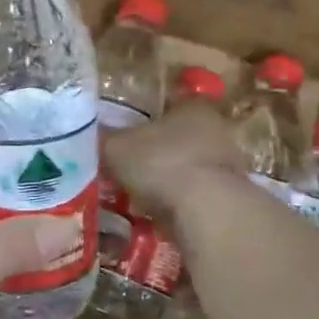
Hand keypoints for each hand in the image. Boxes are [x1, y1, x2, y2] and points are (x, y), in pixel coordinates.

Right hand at [102, 103, 246, 225]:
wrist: (207, 211)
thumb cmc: (161, 163)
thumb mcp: (116, 147)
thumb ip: (103, 138)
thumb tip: (87, 133)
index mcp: (192, 106)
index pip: (167, 103)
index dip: (144, 118)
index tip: (125, 134)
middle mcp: (216, 129)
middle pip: (179, 136)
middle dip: (156, 151)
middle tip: (129, 167)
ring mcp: (228, 164)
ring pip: (189, 167)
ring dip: (169, 179)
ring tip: (141, 195)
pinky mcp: (231, 197)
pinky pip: (197, 195)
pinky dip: (180, 203)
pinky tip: (159, 214)